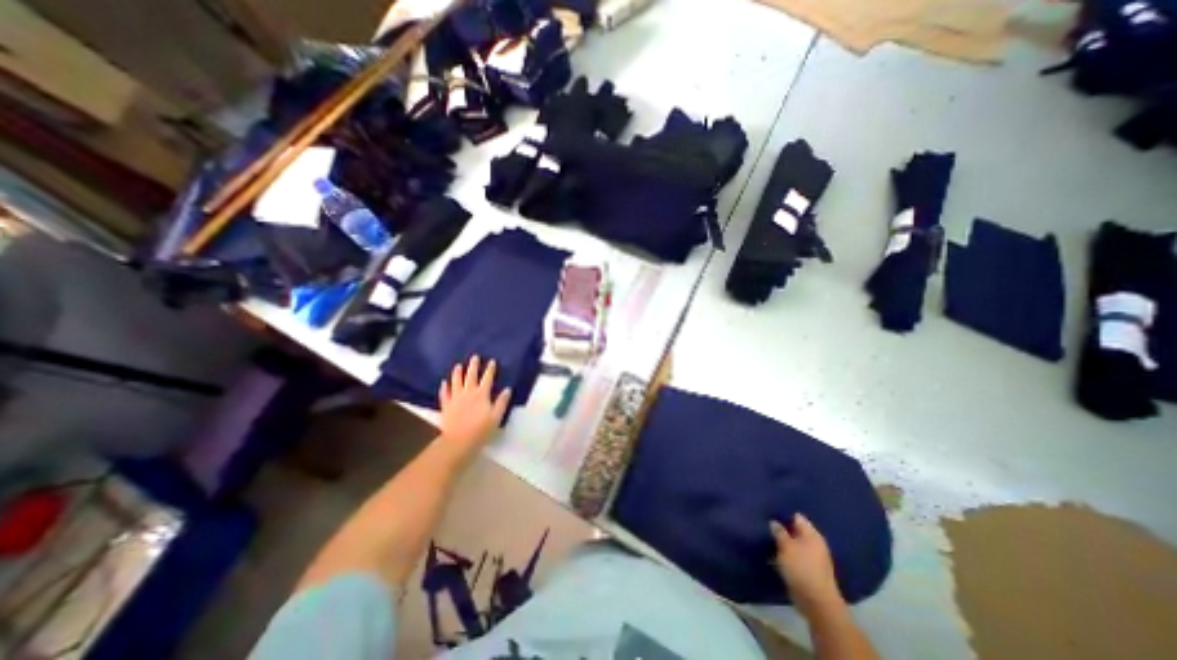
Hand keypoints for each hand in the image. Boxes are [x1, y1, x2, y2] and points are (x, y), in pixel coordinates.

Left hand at [436, 356, 509, 458]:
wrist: (459, 441)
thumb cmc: (481, 430)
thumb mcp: (497, 416)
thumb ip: (502, 402)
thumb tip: (507, 389)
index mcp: (482, 394)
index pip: (487, 378)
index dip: (490, 369)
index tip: (492, 361)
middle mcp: (468, 393)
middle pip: (471, 376)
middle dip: (473, 366)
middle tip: (474, 357)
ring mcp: (455, 398)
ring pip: (456, 382)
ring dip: (457, 373)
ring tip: (458, 366)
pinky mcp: (446, 405)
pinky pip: (444, 394)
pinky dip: (444, 387)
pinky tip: (444, 383)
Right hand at [776, 514, 846, 615]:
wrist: (816, 603)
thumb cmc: (801, 568)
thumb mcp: (786, 546)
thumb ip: (779, 532)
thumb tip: (774, 522)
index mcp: (812, 535)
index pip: (797, 517)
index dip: (784, 514)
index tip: (769, 513)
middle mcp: (814, 544)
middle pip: (795, 531)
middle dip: (782, 529)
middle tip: (765, 525)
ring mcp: (812, 559)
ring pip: (793, 545)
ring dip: (782, 544)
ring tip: (766, 539)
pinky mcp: (807, 571)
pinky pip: (793, 558)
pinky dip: (785, 556)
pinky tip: (773, 555)